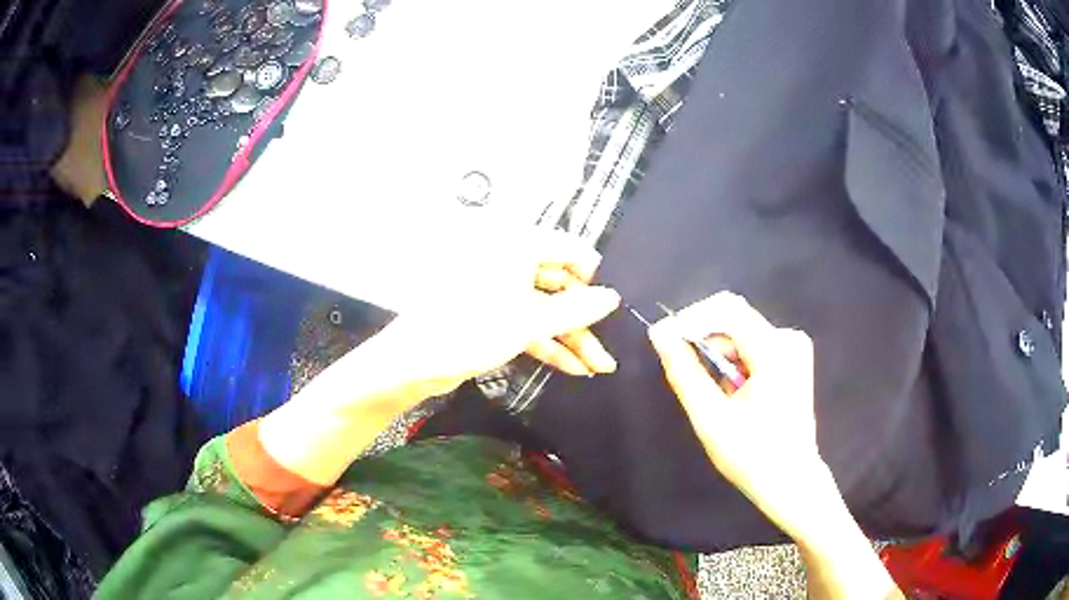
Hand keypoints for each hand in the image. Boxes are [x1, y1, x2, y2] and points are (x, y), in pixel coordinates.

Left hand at [339, 229, 620, 409]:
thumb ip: (574, 310)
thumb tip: (613, 297)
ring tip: (601, 366)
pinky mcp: (493, 319)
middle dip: (585, 317)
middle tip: (612, 342)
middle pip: (558, 284)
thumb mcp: (529, 321)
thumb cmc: (471, 330)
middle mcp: (509, 263)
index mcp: (515, 247)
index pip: (565, 247)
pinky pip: (529, 326)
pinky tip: (575, 368)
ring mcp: (500, 293)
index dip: (592, 273)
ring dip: (572, 337)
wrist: (414, 363)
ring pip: (546, 309)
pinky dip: (550, 345)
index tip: (614, 300)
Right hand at [648, 292, 830, 540]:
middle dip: (704, 338)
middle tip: (687, 371)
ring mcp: (794, 346)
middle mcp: (789, 339)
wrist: (791, 480)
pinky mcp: (793, 356)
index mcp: (775, 352)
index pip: (725, 309)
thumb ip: (684, 371)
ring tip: (717, 393)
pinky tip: (734, 390)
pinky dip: (734, 360)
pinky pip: (753, 342)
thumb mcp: (710, 417)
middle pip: (734, 317)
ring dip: (719, 354)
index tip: (662, 339)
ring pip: (741, 331)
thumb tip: (659, 333)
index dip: (689, 319)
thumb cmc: (751, 455)